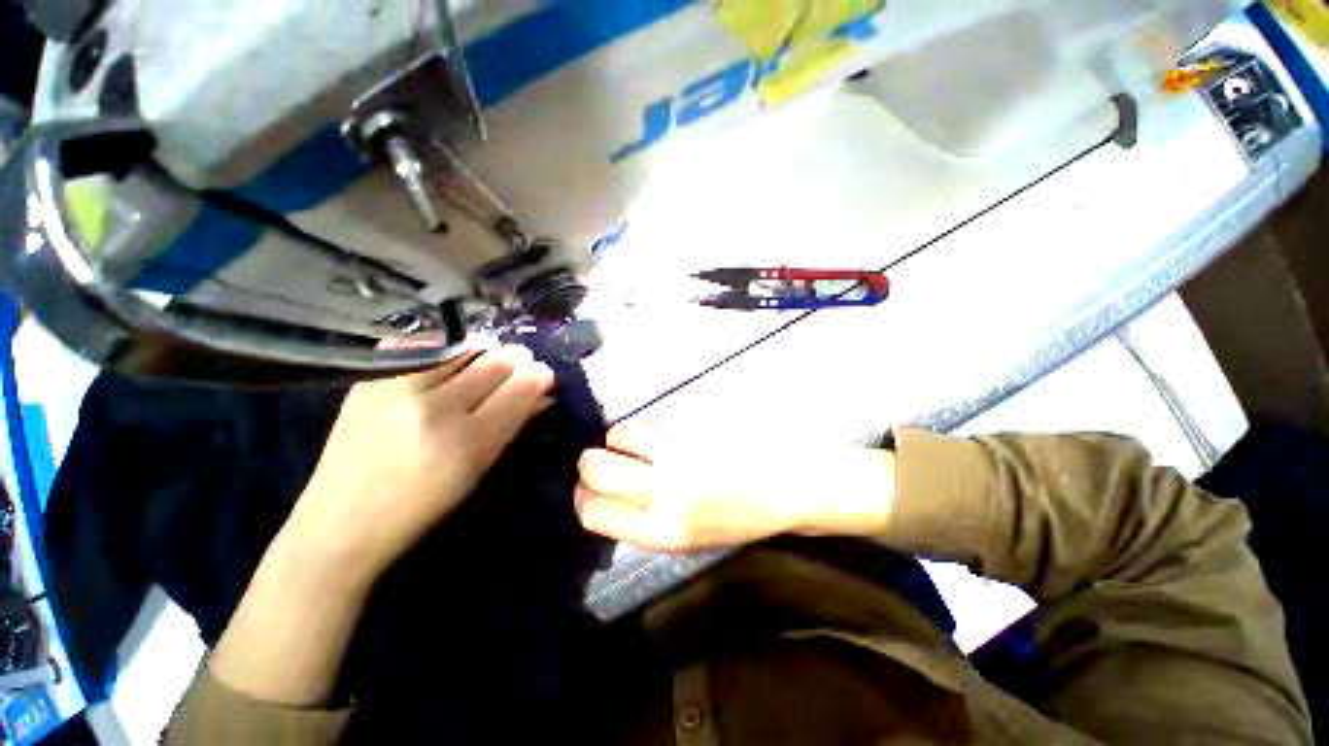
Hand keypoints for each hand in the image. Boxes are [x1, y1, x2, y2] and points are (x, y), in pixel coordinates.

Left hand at [285, 344, 555, 583]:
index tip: (544, 373)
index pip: (518, 390)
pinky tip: (451, 358)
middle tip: (521, 363)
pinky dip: (445, 348)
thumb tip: (543, 395)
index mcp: (466, 440)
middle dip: (516, 359)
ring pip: (461, 349)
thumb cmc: (422, 506)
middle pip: (493, 363)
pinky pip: (422, 346)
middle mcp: (434, 407)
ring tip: (487, 359)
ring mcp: (398, 388)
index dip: (538, 376)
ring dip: (484, 350)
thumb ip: (513, 425)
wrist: (340, 522)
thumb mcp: (478, 470)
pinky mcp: (371, 380)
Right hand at [575, 421, 895, 551]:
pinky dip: (647, 426)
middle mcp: (664, 492)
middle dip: (590, 462)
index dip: (584, 498)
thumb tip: (612, 495)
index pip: (594, 512)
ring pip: (619, 434)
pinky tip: (663, 433)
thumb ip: (648, 519)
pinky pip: (651, 420)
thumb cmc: (747, 518)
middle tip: (602, 460)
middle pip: (595, 468)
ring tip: (635, 442)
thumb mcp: (693, 538)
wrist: (797, 485)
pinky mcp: (693, 425)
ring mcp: (678, 453)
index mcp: (664, 532)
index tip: (586, 489)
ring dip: (619, 437)